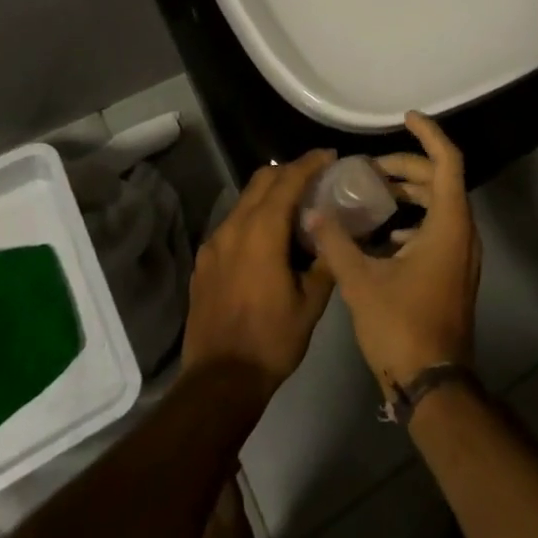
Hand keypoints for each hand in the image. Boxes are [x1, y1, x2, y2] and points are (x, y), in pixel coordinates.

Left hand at [183, 150, 336, 394]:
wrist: (219, 382)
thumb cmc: (272, 340)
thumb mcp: (311, 302)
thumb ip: (324, 259)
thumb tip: (333, 233)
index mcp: (262, 231)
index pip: (288, 180)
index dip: (310, 163)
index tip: (330, 156)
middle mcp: (234, 227)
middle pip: (262, 180)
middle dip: (289, 170)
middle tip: (315, 177)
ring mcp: (214, 244)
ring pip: (245, 200)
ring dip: (270, 193)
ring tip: (294, 206)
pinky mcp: (204, 261)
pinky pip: (232, 224)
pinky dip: (253, 217)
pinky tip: (267, 239)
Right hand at [308, 114, 479, 395]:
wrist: (435, 387)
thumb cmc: (403, 327)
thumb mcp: (361, 282)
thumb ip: (336, 242)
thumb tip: (312, 212)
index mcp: (449, 224)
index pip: (447, 161)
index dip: (428, 134)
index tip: (406, 118)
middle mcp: (462, 232)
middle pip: (441, 180)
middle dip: (407, 167)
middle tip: (370, 169)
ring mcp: (461, 255)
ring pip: (440, 206)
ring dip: (410, 194)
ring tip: (373, 194)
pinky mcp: (454, 273)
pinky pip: (438, 229)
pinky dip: (414, 221)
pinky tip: (383, 236)